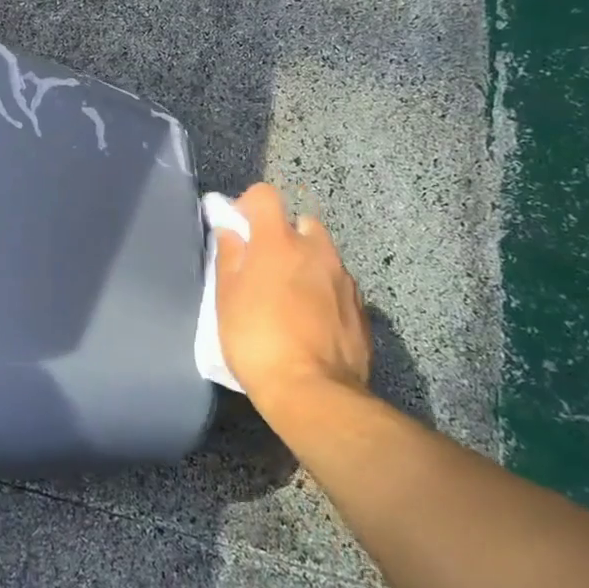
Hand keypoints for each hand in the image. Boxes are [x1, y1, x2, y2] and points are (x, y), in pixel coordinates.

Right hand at [214, 183, 371, 411]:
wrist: (313, 392)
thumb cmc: (257, 339)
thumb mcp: (226, 298)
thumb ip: (229, 257)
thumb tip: (231, 232)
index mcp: (279, 242)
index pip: (266, 195)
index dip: (249, 205)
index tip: (239, 228)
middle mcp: (317, 250)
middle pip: (301, 223)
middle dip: (284, 236)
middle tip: (266, 267)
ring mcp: (344, 279)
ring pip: (324, 255)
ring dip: (306, 264)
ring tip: (290, 299)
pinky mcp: (361, 309)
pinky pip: (338, 285)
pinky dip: (324, 292)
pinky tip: (311, 322)